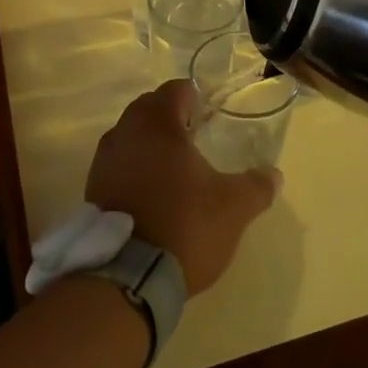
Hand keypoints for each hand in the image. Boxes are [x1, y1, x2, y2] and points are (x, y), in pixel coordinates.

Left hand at [84, 81, 279, 293]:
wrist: (127, 277)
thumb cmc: (184, 226)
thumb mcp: (233, 208)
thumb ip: (257, 186)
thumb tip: (274, 175)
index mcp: (158, 123)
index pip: (176, 90)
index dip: (195, 98)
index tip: (210, 114)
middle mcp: (126, 131)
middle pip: (149, 107)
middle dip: (171, 116)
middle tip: (195, 137)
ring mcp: (104, 159)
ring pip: (131, 134)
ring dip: (150, 142)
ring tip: (174, 166)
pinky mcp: (93, 187)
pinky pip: (118, 162)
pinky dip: (134, 166)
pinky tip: (152, 191)